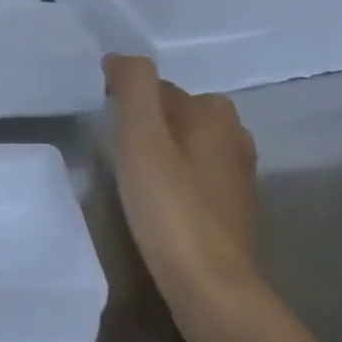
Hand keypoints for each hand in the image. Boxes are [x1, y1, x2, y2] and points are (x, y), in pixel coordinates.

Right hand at [104, 55, 262, 311]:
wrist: (209, 284)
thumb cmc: (169, 204)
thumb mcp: (140, 136)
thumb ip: (133, 87)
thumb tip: (121, 58)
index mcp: (214, 115)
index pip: (162, 88)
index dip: (129, 97)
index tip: (102, 114)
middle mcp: (235, 139)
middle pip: (181, 115)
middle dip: (151, 121)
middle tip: (115, 144)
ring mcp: (240, 178)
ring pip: (192, 146)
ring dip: (165, 150)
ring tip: (132, 172)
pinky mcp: (235, 211)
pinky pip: (199, 177)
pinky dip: (178, 178)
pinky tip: (158, 200)